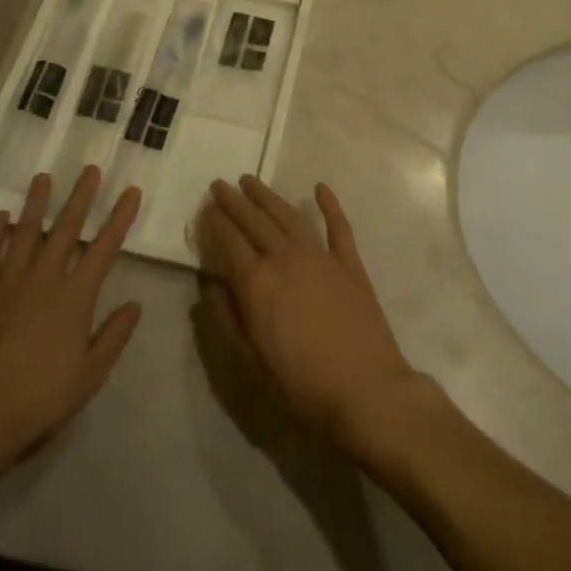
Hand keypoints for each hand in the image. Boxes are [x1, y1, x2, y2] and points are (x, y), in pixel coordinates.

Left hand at [0, 168, 142, 475]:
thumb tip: (134, 305)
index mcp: (75, 297)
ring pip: (25, 233)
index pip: (105, 248)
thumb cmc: (40, 400)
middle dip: (81, 197)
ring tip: (43, 178)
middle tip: (90, 169)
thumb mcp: (90, 375)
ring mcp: (8, 284)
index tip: (131, 191)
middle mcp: (43, 280)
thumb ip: (114, 336)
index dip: (120, 218)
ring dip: (36, 204)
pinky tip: (0, 216)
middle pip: (65, 229)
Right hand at [197, 176, 421, 453]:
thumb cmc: (300, 384)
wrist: (366, 390)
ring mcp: (320, 256)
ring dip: (268, 196)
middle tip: (220, 184)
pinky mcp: (349, 264)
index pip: (228, 241)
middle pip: (254, 221)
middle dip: (234, 201)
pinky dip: (329, 205)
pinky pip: (338, 226)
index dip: (214, 222)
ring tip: (251, 180)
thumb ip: (225, 317)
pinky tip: (321, 188)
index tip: (204, 207)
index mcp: (257, 282)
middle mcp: (286, 258)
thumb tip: (210, 283)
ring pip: (288, 215)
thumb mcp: (248, 361)